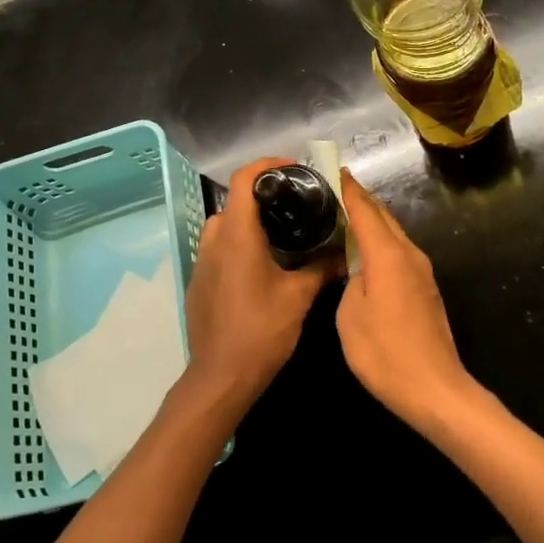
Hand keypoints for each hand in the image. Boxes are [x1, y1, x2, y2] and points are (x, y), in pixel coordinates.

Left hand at [180, 158, 337, 419]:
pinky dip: (242, 243)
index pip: (244, 180)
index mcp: (237, 236)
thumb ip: (321, 267)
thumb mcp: (299, 297)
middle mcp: (214, 241)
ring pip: (226, 225)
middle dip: (265, 196)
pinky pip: (220, 248)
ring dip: (252, 221)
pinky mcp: (200, 281)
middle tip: (298, 204)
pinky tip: (266, 264)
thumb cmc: (261, 331)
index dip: (268, 165)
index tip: (294, 169)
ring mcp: (202, 262)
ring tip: (285, 232)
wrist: (220, 377)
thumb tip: (342, 252)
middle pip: (236, 201)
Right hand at [335, 172, 479, 435]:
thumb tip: (355, 268)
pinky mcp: (424, 288)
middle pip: (382, 216)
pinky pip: (397, 252)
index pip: (364, 209)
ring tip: (340, 217)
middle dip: (358, 200)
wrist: (434, 389)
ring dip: (369, 222)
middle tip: (329, 191)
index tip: (329, 169)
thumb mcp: (350, 316)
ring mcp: (421, 271)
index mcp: (388, 254)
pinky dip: (379, 243)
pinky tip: (361, 252)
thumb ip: (349, 281)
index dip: (346, 188)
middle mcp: (409, 254)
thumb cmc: (385, 353)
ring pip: (392, 234)